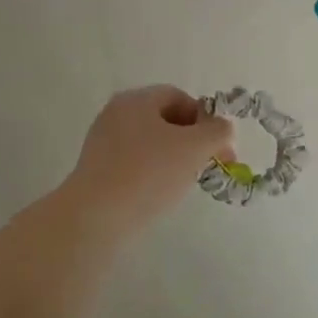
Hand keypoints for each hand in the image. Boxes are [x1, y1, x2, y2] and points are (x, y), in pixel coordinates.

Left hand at [62, 86, 235, 236]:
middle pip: (164, 120)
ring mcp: (102, 143)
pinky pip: (133, 164)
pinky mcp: (95, 171)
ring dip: (173, 160)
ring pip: (150, 144)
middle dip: (191, 141)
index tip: (219, 149)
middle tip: (206, 166)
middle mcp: (116, 114)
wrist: (94, 219)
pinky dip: (151, 175)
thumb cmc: (148, 174)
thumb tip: (223, 128)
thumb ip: (217, 131)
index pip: (179, 97)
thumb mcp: (194, 148)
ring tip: (182, 184)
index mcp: (136, 99)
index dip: (205, 119)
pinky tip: (157, 196)